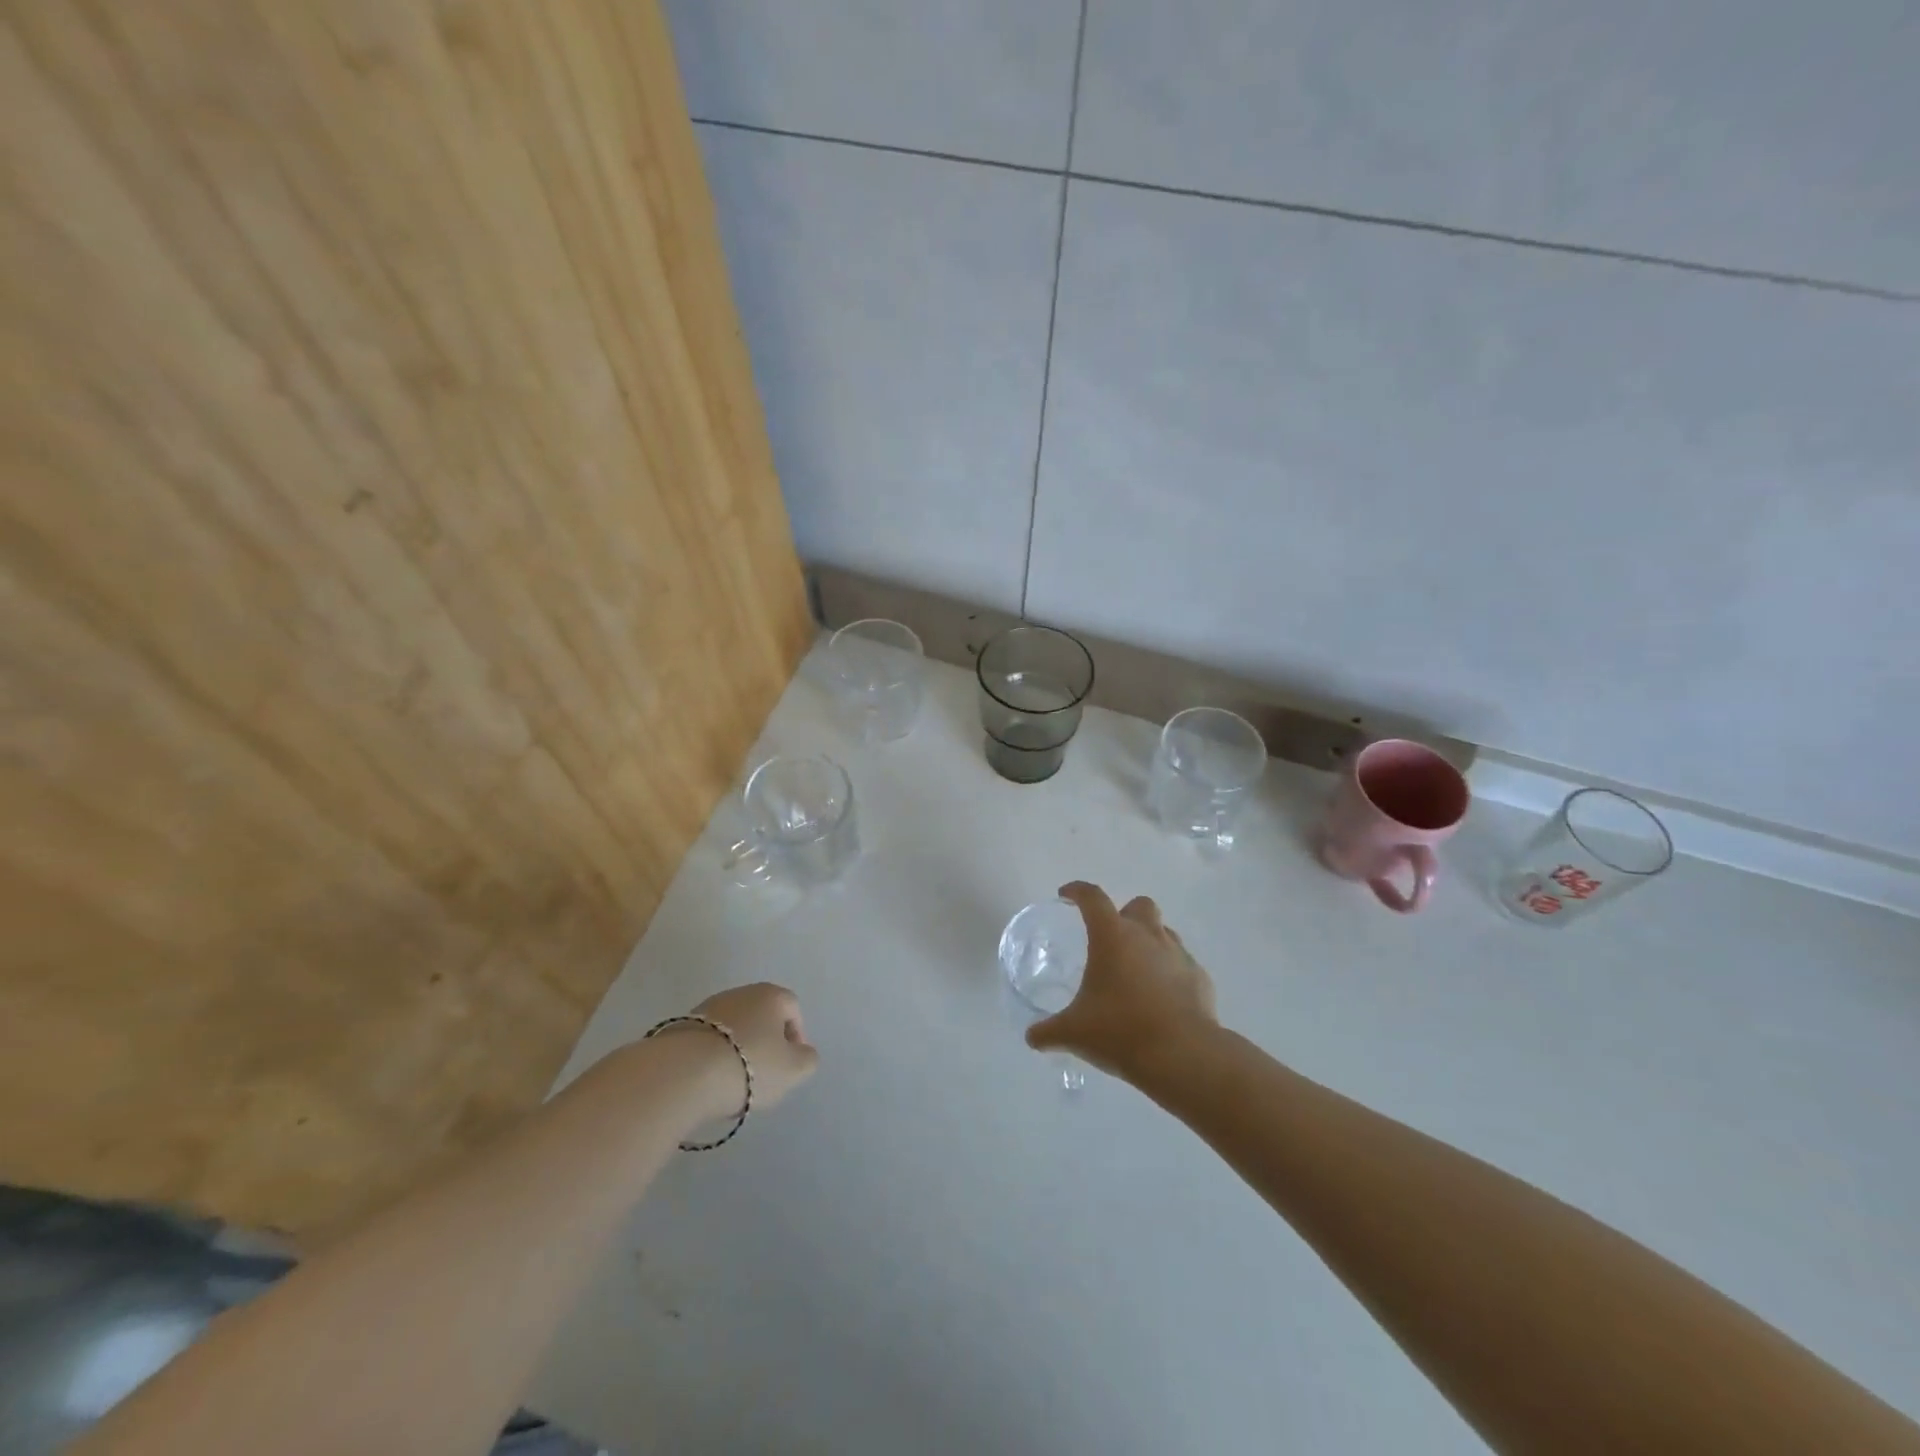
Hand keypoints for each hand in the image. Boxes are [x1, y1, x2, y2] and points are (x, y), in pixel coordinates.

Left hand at [689, 982, 819, 1114]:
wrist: (684, 1073)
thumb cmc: (750, 1065)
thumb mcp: (793, 1070)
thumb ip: (807, 1059)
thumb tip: (803, 1052)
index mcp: (771, 995)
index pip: (792, 1008)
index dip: (796, 1036)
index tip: (789, 1064)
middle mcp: (740, 992)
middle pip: (761, 1016)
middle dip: (765, 1042)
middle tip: (763, 1074)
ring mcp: (707, 1007)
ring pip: (733, 1027)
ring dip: (737, 1049)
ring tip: (732, 1082)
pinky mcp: (680, 1025)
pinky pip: (707, 1040)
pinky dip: (712, 1056)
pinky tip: (708, 1080)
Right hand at [1027, 882, 1217, 1083]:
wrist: (1182, 1056)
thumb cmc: (1120, 1031)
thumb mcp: (1073, 1033)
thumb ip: (1048, 1031)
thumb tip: (1032, 1037)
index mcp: (1112, 936)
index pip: (1092, 897)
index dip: (1077, 891)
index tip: (1066, 895)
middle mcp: (1147, 936)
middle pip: (1139, 905)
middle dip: (1124, 915)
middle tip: (1110, 940)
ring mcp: (1178, 955)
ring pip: (1164, 932)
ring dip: (1149, 942)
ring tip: (1136, 971)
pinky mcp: (1200, 978)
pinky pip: (1182, 964)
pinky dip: (1171, 974)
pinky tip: (1161, 999)